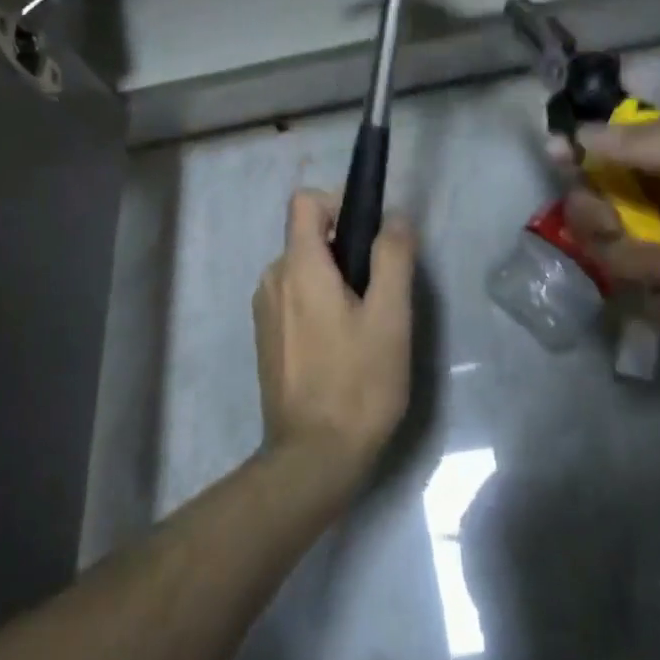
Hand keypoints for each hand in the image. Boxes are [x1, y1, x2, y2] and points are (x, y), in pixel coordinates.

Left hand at [253, 190, 415, 493]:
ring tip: (364, 326)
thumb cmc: (357, 383)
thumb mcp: (389, 318)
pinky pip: (294, 297)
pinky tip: (341, 348)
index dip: (339, 204)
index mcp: (298, 266)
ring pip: (303, 270)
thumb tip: (394, 216)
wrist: (312, 458)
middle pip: (308, 236)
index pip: (305, 201)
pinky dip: (318, 305)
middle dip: (345, 251)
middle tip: (379, 294)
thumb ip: (393, 258)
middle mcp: (272, 278)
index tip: (369, 236)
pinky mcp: (266, 337)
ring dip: (334, 281)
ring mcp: (264, 310)